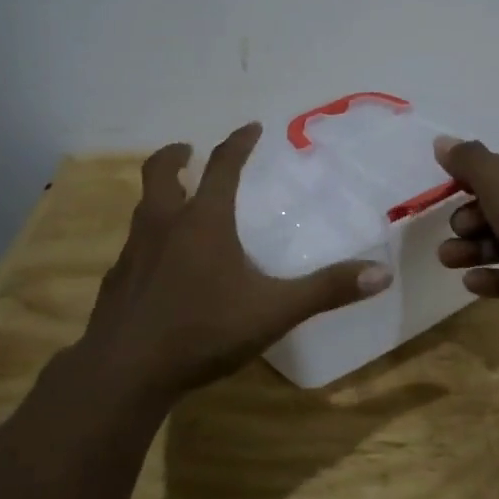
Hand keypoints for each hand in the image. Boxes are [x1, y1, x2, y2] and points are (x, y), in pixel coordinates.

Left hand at [77, 123, 392, 402]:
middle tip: (188, 151)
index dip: (238, 142)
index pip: (222, 165)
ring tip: (177, 202)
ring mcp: (133, 251)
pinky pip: (133, 244)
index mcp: (203, 221)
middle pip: (161, 172)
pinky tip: (159, 263)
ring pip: (143, 206)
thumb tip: (381, 273)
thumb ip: (325, 290)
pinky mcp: (116, 279)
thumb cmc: (203, 331)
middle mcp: (164, 224)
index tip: (251, 127)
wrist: (125, 372)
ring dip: (160, 194)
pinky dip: (148, 237)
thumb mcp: (273, 311)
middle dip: (175, 155)